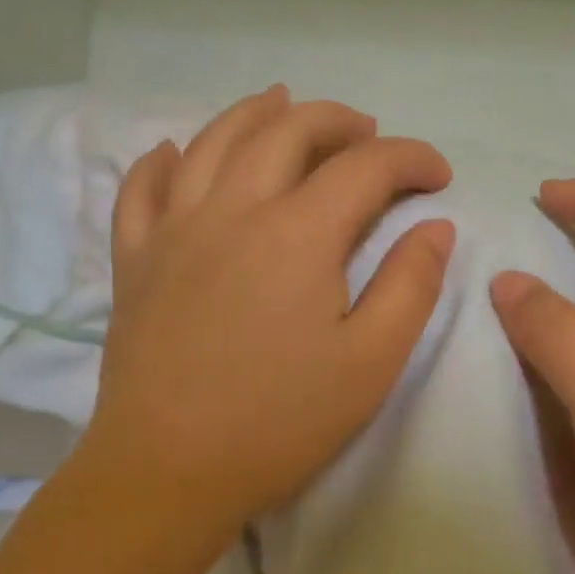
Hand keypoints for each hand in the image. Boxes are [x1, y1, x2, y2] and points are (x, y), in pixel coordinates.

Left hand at [77, 86, 453, 544]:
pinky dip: (164, 158)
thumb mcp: (371, 362)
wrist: (169, 470)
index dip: (411, 159)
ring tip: (285, 103)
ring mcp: (173, 229)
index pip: (365, 167)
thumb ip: (410, 286)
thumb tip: (434, 227)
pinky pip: (142, 187)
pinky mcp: (135, 258)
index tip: (438, 177)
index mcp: (298, 234)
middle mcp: (233, 209)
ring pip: (214, 140)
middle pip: (288, 131)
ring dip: (258, 113)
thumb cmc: (281, 422)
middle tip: (371, 135)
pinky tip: (176, 151)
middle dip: (339, 122)